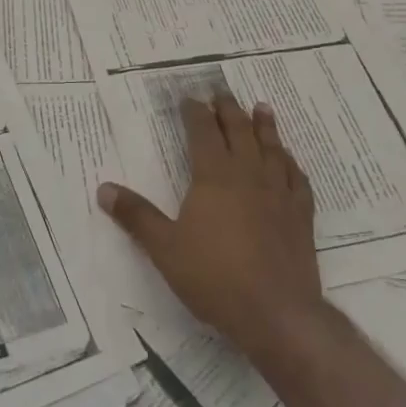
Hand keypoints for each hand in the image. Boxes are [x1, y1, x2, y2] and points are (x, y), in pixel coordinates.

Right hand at [98, 93, 328, 365]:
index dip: (195, 112)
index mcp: (214, 176)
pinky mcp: (301, 218)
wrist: (278, 315)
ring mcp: (279, 195)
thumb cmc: (214, 277)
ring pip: (272, 150)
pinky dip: (292, 165)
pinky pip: (298, 181)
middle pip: (239, 132)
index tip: (188, 98)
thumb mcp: (164, 248)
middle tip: (222, 92)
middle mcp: (248, 176)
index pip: (203, 133)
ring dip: (265, 127)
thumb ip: (136, 216)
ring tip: (262, 108)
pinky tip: (290, 162)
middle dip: (228, 110)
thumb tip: (104, 189)